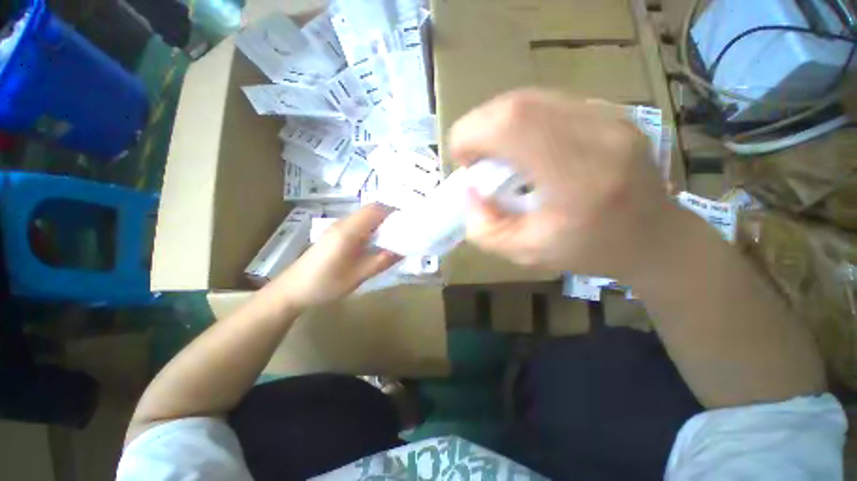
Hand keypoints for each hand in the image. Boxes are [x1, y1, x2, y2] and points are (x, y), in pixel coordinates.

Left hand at [270, 204, 400, 310]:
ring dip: (382, 223)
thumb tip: (403, 250)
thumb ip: (381, 261)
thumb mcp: (357, 276)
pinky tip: (378, 243)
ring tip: (397, 236)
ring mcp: (338, 227)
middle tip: (407, 230)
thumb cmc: (324, 284)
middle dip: (391, 217)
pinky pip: (359, 225)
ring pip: (366, 217)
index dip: (395, 210)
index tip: (410, 220)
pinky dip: (372, 229)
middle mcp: (343, 223)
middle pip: (372, 211)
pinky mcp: (336, 234)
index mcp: (349, 230)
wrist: (292, 290)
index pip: (376, 209)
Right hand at [451, 89, 680, 280]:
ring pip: (531, 98)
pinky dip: (520, 121)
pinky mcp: (610, 111)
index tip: (464, 162)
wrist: (655, 237)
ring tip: (497, 155)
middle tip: (477, 160)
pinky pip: (548, 103)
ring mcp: (609, 116)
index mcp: (580, 178)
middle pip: (518, 104)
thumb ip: (484, 228)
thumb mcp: (524, 254)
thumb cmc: (589, 251)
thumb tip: (469, 190)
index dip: (472, 134)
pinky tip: (523, 147)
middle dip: (480, 128)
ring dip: (498, 123)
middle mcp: (599, 134)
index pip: (513, 125)